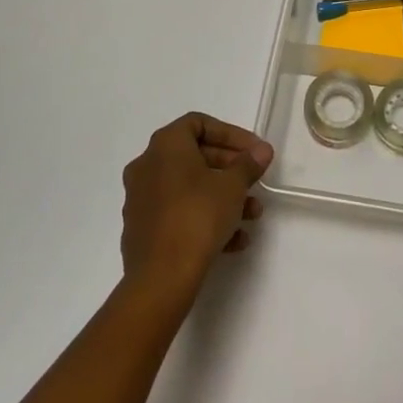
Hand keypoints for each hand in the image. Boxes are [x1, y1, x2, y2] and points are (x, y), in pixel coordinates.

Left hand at [120, 112, 271, 302]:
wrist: (161, 279)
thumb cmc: (197, 217)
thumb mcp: (232, 186)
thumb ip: (248, 164)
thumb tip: (261, 151)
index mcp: (165, 146)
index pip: (199, 124)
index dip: (231, 134)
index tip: (253, 152)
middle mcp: (147, 166)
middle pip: (195, 156)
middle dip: (230, 169)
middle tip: (255, 181)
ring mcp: (141, 199)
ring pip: (189, 188)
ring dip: (222, 197)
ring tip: (251, 215)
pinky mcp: (141, 230)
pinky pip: (178, 213)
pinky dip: (204, 218)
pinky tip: (233, 240)